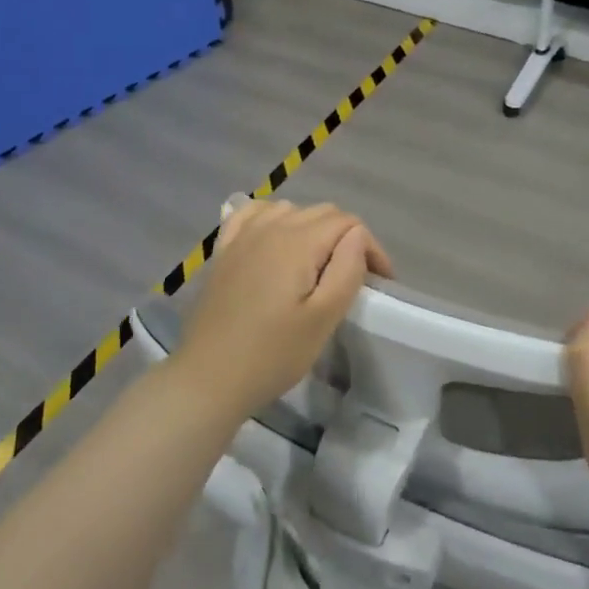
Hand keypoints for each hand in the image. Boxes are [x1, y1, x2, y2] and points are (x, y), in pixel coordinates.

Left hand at [172, 200, 392, 420]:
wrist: (208, 378)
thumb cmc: (272, 354)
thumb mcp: (323, 319)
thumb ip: (346, 270)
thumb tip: (358, 236)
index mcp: (298, 242)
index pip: (348, 223)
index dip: (371, 248)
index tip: (379, 282)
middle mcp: (270, 227)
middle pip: (322, 212)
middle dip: (347, 237)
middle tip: (355, 277)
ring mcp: (242, 236)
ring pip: (290, 209)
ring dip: (313, 228)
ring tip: (319, 264)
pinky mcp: (224, 251)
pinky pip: (253, 214)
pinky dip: (273, 218)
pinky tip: (276, 239)